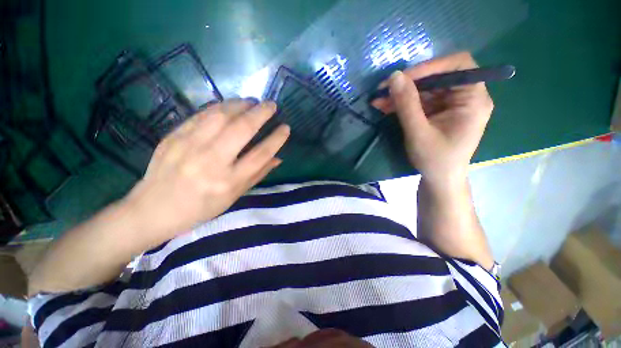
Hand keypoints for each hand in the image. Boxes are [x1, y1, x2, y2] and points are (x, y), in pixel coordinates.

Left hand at [123, 99, 289, 248]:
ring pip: (220, 115)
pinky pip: (201, 115)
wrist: (153, 209)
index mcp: (228, 181)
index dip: (276, 139)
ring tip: (252, 102)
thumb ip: (257, 175)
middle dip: (261, 113)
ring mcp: (189, 146)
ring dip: (240, 104)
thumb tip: (278, 158)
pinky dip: (219, 106)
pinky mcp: (174, 136)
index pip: (260, 154)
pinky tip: (229, 106)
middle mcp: (210, 162)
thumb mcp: (234, 197)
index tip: (286, 127)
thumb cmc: (201, 208)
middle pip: (242, 129)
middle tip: (272, 105)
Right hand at [372, 52, 493, 186]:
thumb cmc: (435, 160)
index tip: (403, 77)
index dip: (430, 66)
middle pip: (437, 78)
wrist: (439, 179)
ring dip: (401, 95)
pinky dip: (402, 104)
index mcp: (473, 99)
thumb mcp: (419, 132)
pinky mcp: (439, 112)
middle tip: (383, 90)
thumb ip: (407, 104)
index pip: (458, 66)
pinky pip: (420, 102)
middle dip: (408, 83)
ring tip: (378, 100)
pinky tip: (385, 107)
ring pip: (425, 90)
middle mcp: (465, 97)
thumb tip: (394, 77)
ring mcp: (451, 105)